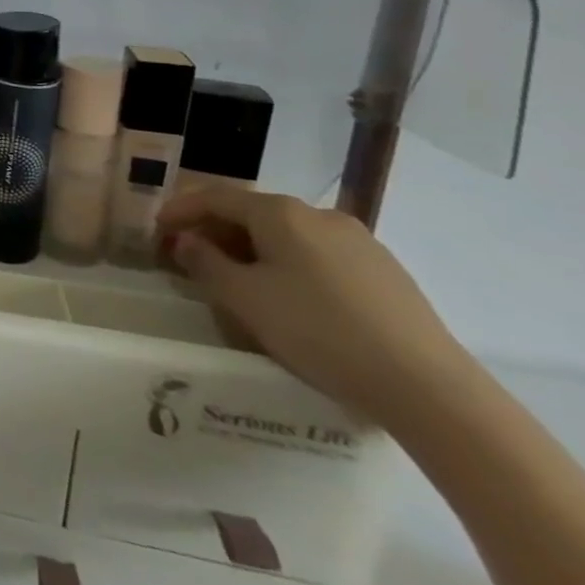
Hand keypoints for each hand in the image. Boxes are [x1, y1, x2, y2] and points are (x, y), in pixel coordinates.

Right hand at [158, 188, 467, 421]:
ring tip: (235, 283)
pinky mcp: (384, 273)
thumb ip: (205, 263)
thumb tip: (186, 242)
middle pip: (251, 213)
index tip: (156, 232)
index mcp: (281, 213)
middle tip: (190, 260)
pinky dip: (286, 266)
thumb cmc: (318, 330)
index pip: (214, 197)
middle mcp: (319, 215)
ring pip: (286, 236)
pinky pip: (317, 257)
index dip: (179, 210)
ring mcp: (359, 243)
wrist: (427, 387)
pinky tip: (285, 299)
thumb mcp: (243, 298)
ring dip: (251, 251)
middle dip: (215, 233)